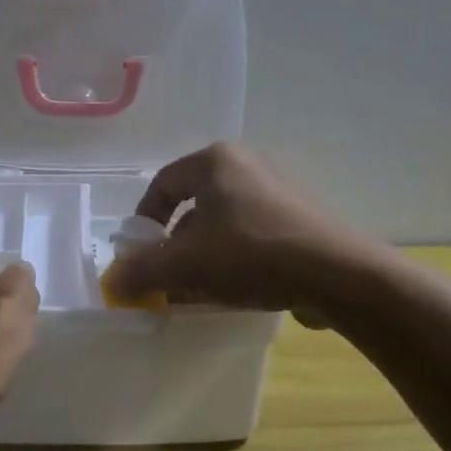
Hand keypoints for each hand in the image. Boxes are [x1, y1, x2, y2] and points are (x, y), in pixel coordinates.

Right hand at [105, 143, 357, 315]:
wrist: (338, 274)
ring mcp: (280, 188)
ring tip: (203, 290)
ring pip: (225, 221)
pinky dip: (238, 256)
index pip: (163, 183)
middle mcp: (248, 163)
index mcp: (216, 160)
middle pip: (195, 203)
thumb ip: (142, 269)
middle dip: (177, 244)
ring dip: (206, 254)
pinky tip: (240, 289)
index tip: (141, 255)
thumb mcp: (186, 264)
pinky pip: (255, 232)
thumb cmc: (251, 254)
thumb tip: (112, 281)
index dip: (144, 220)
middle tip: (171, 276)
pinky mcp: (303, 215)